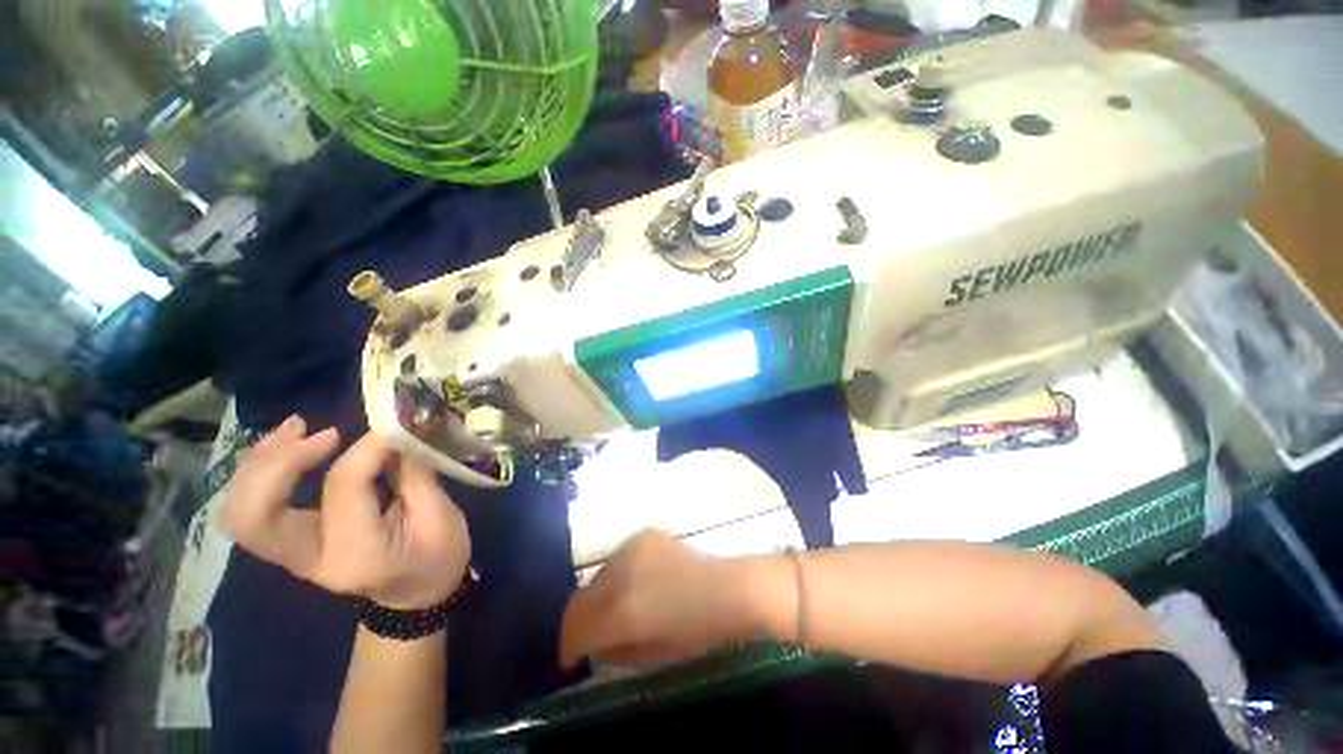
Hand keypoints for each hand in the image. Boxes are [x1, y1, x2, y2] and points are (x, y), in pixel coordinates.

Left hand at [218, 416, 470, 609]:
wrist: (415, 596)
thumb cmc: (438, 557)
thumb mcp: (442, 516)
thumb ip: (415, 473)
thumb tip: (397, 430)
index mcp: (357, 552)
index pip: (343, 488)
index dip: (367, 448)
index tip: (393, 428)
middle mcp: (309, 558)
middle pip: (256, 513)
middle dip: (279, 462)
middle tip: (317, 431)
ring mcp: (291, 555)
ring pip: (240, 510)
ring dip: (260, 462)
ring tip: (296, 427)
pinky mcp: (288, 543)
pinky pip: (251, 508)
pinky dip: (260, 472)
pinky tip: (289, 444)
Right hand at [559, 530, 774, 668]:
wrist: (728, 588)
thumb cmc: (698, 632)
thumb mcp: (653, 655)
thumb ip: (615, 651)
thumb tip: (593, 645)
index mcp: (623, 610)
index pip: (578, 627)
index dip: (568, 647)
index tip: (570, 660)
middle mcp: (621, 573)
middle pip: (581, 598)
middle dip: (577, 622)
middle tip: (584, 639)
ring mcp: (632, 548)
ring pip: (598, 575)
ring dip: (597, 597)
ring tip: (610, 613)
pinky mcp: (644, 535)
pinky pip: (617, 559)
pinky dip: (616, 576)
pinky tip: (632, 587)